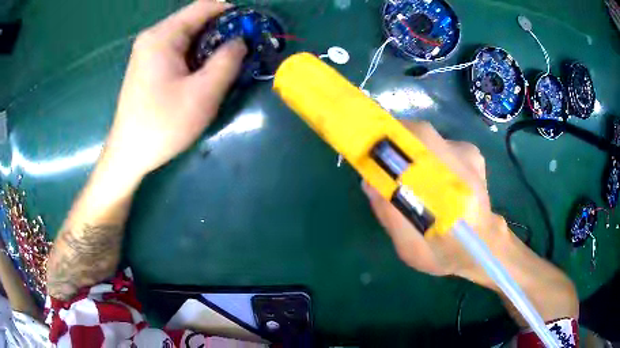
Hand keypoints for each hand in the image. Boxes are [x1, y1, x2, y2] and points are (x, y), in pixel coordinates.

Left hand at [103, 0, 246, 179]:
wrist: (128, 154)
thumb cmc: (162, 125)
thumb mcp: (203, 93)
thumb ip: (228, 60)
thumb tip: (240, 41)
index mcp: (163, 35)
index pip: (205, 6)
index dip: (232, 13)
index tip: (252, 29)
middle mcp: (153, 37)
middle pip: (196, 21)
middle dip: (222, 32)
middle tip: (241, 53)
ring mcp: (148, 51)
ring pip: (188, 37)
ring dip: (209, 47)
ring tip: (224, 67)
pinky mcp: (147, 66)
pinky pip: (178, 51)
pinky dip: (195, 57)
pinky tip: (202, 76)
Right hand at [363, 121, 577, 322]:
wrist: (493, 253)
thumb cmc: (454, 258)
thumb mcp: (413, 252)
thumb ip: (390, 217)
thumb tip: (369, 181)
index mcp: (453, 182)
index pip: (417, 140)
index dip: (389, 134)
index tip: (367, 137)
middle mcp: (464, 157)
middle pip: (420, 131)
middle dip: (395, 142)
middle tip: (384, 166)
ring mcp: (471, 154)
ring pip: (431, 136)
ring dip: (412, 153)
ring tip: (412, 184)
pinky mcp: (473, 156)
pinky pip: (441, 145)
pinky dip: (427, 156)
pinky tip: (433, 183)